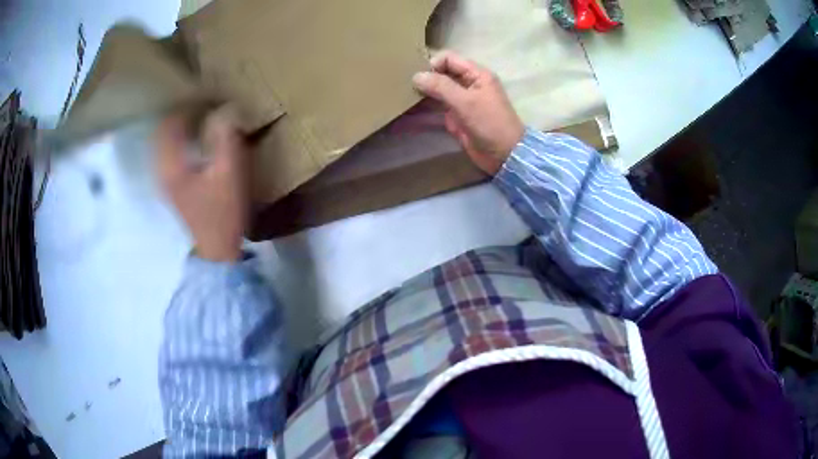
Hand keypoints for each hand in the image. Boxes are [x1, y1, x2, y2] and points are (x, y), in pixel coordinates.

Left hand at [157, 108, 247, 262]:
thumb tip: (225, 108)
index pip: (170, 123)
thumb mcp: (230, 173)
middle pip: (162, 131)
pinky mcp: (169, 184)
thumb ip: (226, 139)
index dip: (186, 106)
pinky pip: (166, 152)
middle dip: (178, 113)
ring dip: (176, 126)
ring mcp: (163, 178)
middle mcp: (161, 169)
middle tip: (201, 103)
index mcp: (171, 164)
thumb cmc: (223, 211)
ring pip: (162, 142)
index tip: (206, 97)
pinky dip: (176, 139)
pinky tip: (191, 138)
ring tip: (197, 116)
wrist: (216, 247)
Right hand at [412, 51, 524, 174]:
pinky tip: (402, 121)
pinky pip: (434, 114)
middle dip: (422, 80)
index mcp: (476, 75)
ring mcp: (460, 103)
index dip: (432, 64)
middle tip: (400, 87)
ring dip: (418, 98)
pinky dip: (420, 117)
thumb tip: (416, 75)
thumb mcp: (466, 102)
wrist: (505, 156)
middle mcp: (467, 85)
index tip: (416, 77)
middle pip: (440, 76)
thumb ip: (441, 86)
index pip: (448, 59)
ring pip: (435, 95)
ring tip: (396, 101)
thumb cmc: (490, 123)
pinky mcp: (455, 120)